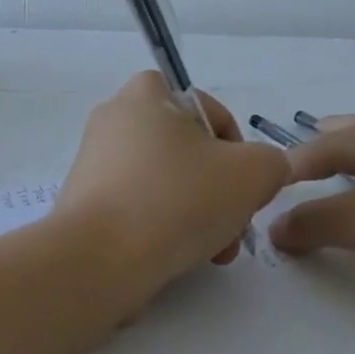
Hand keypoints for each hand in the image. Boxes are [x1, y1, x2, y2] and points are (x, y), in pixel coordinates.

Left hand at [57, 72, 289, 299]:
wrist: (99, 259)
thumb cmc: (176, 198)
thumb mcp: (250, 173)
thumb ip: (270, 163)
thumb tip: (262, 171)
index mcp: (146, 94)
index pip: (209, 110)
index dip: (237, 148)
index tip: (245, 186)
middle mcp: (114, 118)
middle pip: (188, 151)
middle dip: (219, 190)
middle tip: (234, 226)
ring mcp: (94, 161)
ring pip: (165, 182)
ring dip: (196, 213)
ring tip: (212, 251)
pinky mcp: (84, 201)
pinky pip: (136, 206)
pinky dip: (161, 227)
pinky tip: (177, 257)